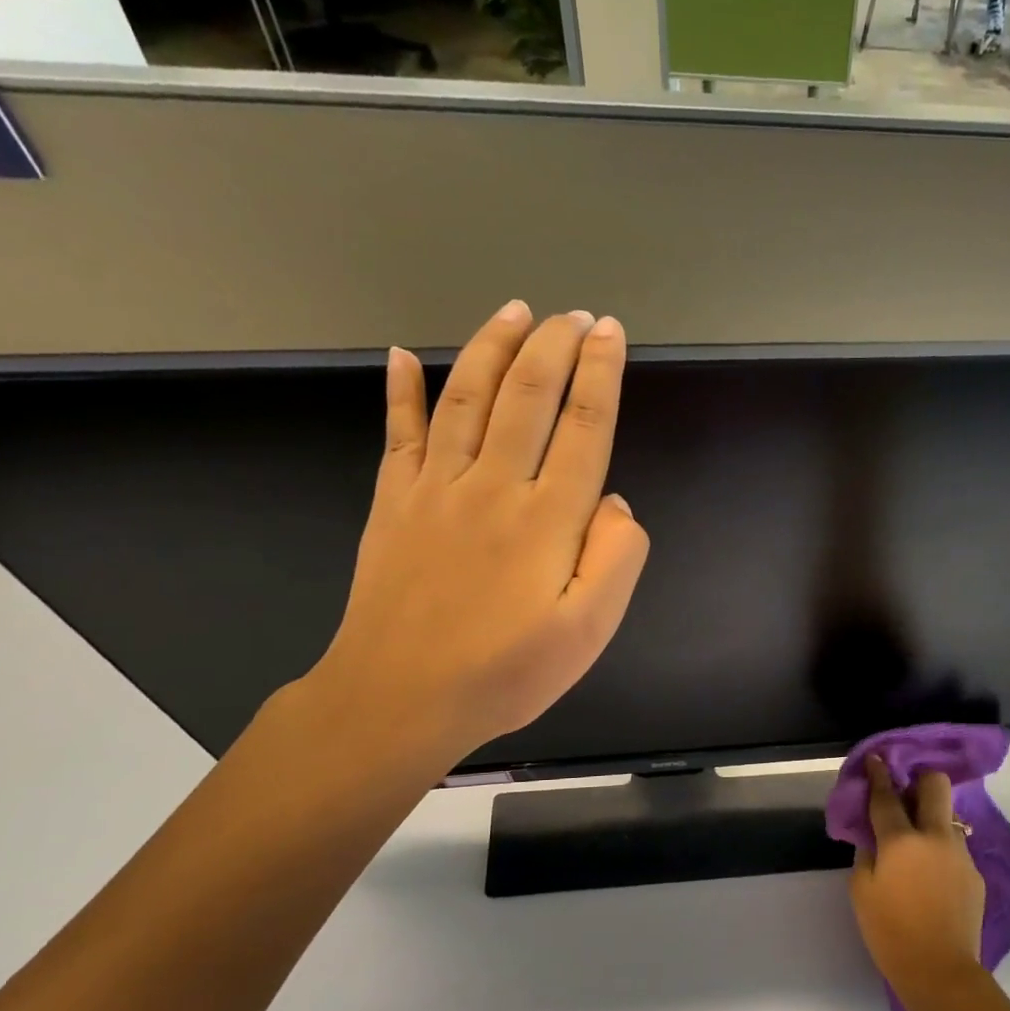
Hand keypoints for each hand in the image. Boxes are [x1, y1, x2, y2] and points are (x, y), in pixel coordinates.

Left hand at [304, 302, 648, 773]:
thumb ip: (616, 558)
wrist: (399, 699)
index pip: (583, 425)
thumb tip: (612, 500)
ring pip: (468, 397)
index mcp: (547, 518)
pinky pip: (399, 433)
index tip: (610, 333)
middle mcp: (493, 485)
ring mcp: (436, 488)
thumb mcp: (589, 631)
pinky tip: (404, 356)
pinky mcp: (393, 502)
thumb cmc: (506, 672)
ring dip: (494, 347)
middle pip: (528, 395)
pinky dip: (401, 390)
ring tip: (515, 311)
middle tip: (574, 314)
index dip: (601, 373)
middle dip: (555, 345)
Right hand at [850, 755, 986, 1010]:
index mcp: (902, 840)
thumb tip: (875, 838)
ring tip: (916, 844)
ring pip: (948, 816)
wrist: (940, 971)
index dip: (879, 774)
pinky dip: (940, 850)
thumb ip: (866, 855)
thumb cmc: (891, 933)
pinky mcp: (975, 873)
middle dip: (920, 780)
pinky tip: (931, 875)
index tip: (876, 759)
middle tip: (905, 794)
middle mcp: (935, 837)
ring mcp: (960, 853)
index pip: (887, 796)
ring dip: (931, 818)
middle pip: (935, 785)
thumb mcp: (861, 892)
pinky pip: (955, 847)